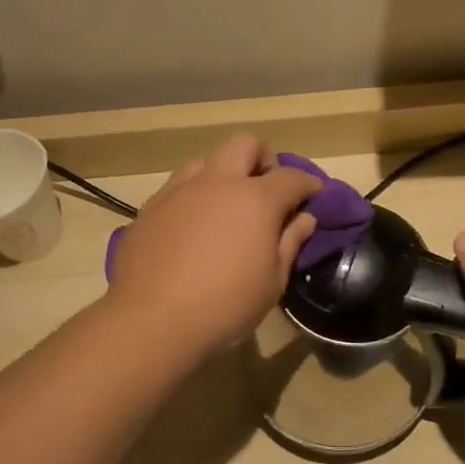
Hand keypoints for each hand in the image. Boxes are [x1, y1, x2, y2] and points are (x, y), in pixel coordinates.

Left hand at [107, 135, 319, 357]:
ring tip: (226, 208)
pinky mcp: (151, 206)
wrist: (152, 319)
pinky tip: (193, 228)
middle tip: (267, 191)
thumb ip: (290, 243)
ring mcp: (179, 190)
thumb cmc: (225, 305)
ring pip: (207, 161)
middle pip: (246, 144)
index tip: (313, 196)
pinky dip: (195, 196)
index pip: (291, 177)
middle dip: (263, 160)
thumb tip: (304, 218)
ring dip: (224, 175)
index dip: (308, 184)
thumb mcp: (272, 282)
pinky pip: (179, 186)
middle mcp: (217, 182)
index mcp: (255, 199)